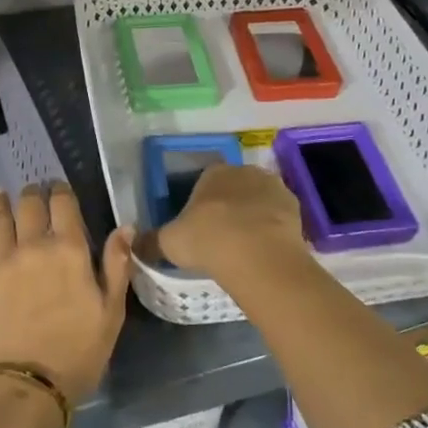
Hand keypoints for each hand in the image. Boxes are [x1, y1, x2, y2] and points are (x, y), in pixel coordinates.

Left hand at [0, 182, 130, 406]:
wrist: (21, 386)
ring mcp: (0, 259)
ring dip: (1, 201)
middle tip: (33, 191)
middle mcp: (33, 245)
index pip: (64, 205)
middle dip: (33, 193)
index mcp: (69, 250)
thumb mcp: (111, 314)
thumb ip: (117, 266)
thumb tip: (125, 226)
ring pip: (0, 217)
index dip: (61, 191)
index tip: (59, 188)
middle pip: (30, 206)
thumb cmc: (75, 354)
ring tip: (0, 192)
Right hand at [139, 164, 306, 277]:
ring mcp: (274, 188)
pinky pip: (279, 217)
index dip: (202, 204)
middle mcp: (244, 172)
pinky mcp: (295, 208)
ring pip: (259, 201)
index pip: (205, 181)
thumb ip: (150, 241)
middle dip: (230, 206)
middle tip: (222, 237)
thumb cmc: (207, 240)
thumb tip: (132, 245)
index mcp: (213, 172)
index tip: (199, 226)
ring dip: (254, 216)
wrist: (257, 255)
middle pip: (234, 188)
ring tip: (245, 247)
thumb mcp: (169, 242)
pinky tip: (265, 250)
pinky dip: (273, 230)